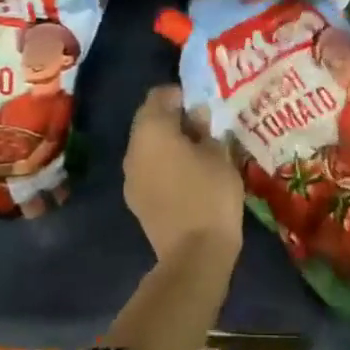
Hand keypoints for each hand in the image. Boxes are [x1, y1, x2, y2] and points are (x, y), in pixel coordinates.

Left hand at [123, 84, 244, 263]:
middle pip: (149, 120)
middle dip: (172, 119)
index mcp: (152, 130)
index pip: (159, 95)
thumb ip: (205, 129)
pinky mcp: (135, 200)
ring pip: (147, 146)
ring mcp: (130, 177)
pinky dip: (163, 165)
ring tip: (196, 152)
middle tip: (202, 127)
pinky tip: (186, 176)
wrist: (194, 255)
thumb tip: (197, 115)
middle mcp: (133, 149)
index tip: (202, 104)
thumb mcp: (219, 153)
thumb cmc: (211, 194)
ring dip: (167, 143)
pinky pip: (147, 169)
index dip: (180, 94)